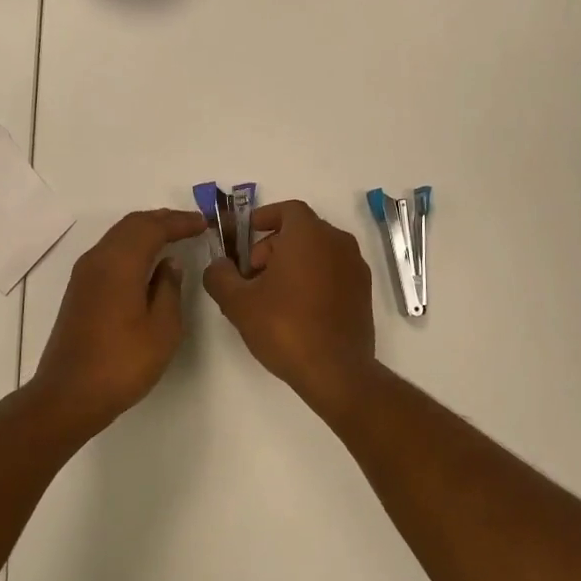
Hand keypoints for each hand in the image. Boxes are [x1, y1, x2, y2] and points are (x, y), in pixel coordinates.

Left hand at [31, 208, 206, 425]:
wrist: (69, 394)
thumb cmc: (122, 363)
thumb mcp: (162, 329)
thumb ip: (169, 289)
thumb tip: (169, 264)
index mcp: (119, 263)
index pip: (152, 227)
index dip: (179, 221)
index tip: (204, 223)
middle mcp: (98, 259)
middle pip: (132, 224)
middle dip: (162, 220)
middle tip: (191, 224)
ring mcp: (84, 273)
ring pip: (118, 236)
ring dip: (145, 231)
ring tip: (173, 236)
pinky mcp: (79, 289)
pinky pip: (110, 252)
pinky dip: (132, 246)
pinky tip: (147, 261)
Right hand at [204, 200, 376, 409]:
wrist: (336, 371)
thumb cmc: (285, 327)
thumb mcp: (238, 302)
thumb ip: (220, 275)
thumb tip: (218, 265)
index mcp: (309, 234)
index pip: (287, 209)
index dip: (264, 217)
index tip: (246, 235)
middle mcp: (338, 242)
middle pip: (301, 231)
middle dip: (272, 246)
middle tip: (251, 276)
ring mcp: (355, 267)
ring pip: (318, 251)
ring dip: (293, 263)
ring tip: (271, 295)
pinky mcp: (363, 292)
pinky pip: (333, 271)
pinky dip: (313, 277)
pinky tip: (296, 309)